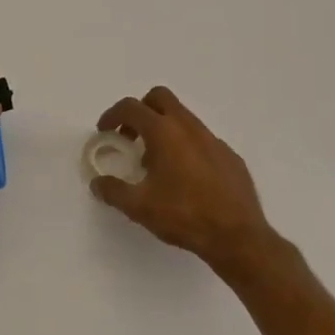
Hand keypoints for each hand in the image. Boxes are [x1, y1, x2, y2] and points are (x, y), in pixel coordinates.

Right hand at [91, 86, 284, 280]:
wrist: (237, 236)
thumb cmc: (183, 215)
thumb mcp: (139, 207)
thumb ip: (113, 191)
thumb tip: (98, 183)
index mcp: (164, 132)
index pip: (131, 107)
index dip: (112, 115)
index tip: (105, 132)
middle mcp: (189, 127)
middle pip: (160, 98)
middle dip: (141, 110)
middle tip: (130, 136)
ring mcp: (213, 139)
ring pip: (183, 118)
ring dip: (163, 130)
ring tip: (155, 163)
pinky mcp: (229, 156)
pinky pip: (201, 140)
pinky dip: (186, 147)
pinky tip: (185, 178)